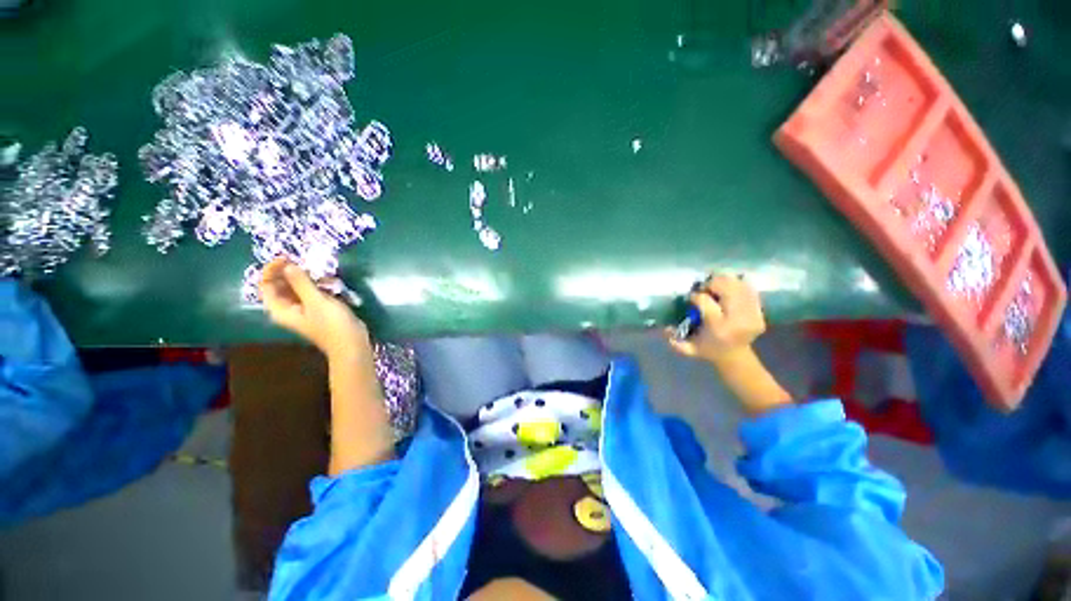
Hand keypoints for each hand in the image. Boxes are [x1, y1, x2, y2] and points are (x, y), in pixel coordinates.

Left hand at [260, 258, 371, 360]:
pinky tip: (332, 283)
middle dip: (292, 272)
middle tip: (307, 262)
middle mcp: (288, 308)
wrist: (351, 342)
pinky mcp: (318, 308)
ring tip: (324, 275)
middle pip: (281, 284)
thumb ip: (301, 282)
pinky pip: (312, 291)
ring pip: (298, 287)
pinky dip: (319, 285)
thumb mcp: (316, 301)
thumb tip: (288, 265)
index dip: (272, 270)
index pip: (266, 285)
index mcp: (281, 309)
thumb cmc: (332, 323)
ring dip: (309, 278)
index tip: (288, 257)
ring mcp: (304, 308)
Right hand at [666, 274, 765, 362]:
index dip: (695, 296)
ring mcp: (752, 314)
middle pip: (726, 288)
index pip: (704, 300)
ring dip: (724, 282)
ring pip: (738, 285)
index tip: (691, 298)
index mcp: (718, 327)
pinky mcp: (760, 311)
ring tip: (716, 287)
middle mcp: (737, 319)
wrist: (735, 356)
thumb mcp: (688, 348)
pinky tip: (729, 288)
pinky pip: (749, 289)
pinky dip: (738, 285)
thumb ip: (675, 341)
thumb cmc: (707, 349)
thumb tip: (666, 328)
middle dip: (712, 284)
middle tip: (705, 289)